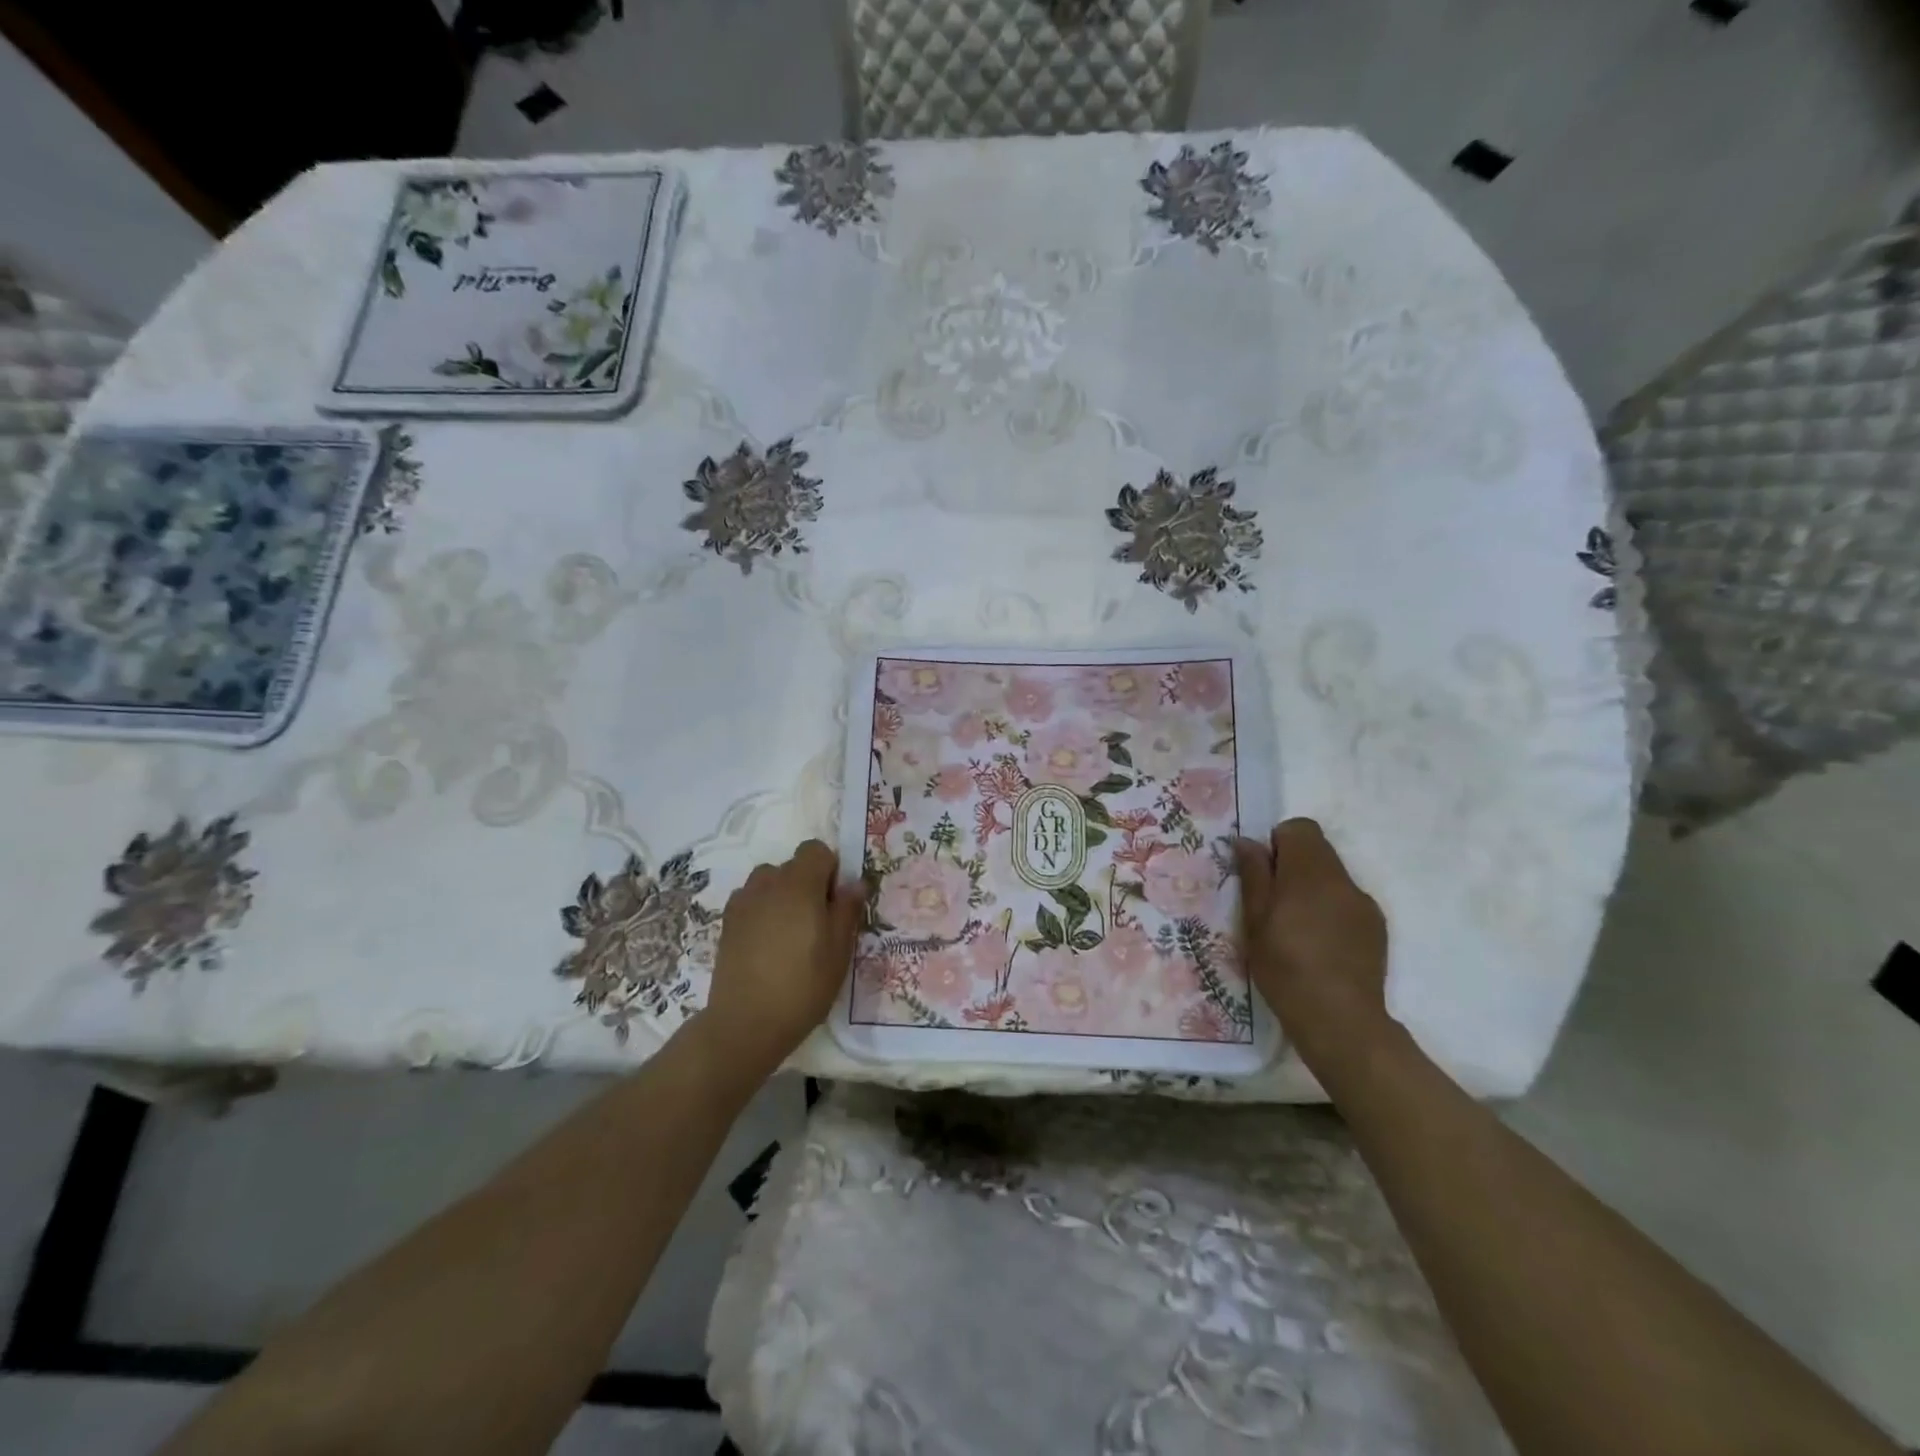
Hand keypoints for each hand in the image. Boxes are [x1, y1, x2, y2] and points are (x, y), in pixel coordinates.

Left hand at [696, 840, 862, 1081]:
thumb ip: (847, 910)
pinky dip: (761, 911)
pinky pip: (750, 901)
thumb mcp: (839, 950)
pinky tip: (766, 944)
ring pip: (768, 882)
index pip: (815, 850)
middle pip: (791, 865)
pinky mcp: (726, 922)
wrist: (746, 1022)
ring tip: (789, 933)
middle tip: (816, 923)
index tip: (834, 902)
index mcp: (799, 884)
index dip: (829, 869)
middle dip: (806, 884)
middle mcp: (768, 883)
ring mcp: (742, 902)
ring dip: (782, 896)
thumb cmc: (803, 985)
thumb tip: (854, 883)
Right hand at [1234, 819, 1391, 1060]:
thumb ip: (1254, 875)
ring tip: (1296, 928)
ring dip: (1312, 889)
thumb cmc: (1285, 966)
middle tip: (1273, 903)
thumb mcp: (1255, 920)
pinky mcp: (1376, 927)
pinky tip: (1320, 945)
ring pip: (1333, 877)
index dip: (1278, 843)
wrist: (1339, 1018)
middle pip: (1318, 850)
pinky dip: (1330, 911)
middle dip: (1293, 866)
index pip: (1300, 828)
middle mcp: (1342, 879)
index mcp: (1310, 872)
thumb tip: (1247, 841)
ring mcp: (1364, 903)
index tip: (1264, 873)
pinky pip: (1347, 902)